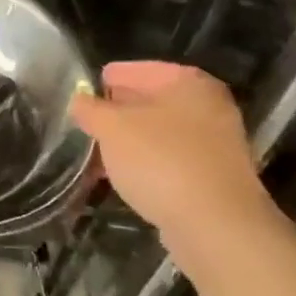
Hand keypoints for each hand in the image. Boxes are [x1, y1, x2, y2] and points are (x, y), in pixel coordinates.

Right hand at [69, 62, 281, 245]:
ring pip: (161, 134)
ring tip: (97, 153)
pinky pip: (170, 162)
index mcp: (189, 83)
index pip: (140, 69)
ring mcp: (216, 145)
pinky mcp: (214, 179)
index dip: (111, 77)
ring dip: (131, 142)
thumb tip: (79, 100)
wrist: (216, 226)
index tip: (86, 88)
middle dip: (119, 112)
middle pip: (154, 102)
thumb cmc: (161, 160)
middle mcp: (209, 107)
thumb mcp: (112, 128)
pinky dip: (146, 165)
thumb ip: (90, 109)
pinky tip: (123, 178)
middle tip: (88, 121)